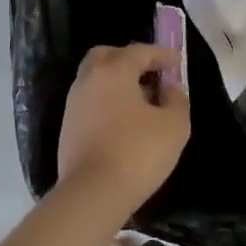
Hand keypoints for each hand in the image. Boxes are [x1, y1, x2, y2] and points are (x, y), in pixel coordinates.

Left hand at [56, 43, 189, 217]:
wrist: (93, 194)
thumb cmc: (138, 152)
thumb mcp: (174, 125)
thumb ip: (177, 99)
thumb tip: (169, 88)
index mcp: (113, 71)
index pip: (139, 51)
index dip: (161, 54)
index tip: (177, 60)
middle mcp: (88, 80)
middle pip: (106, 56)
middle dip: (129, 59)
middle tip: (150, 72)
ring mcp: (74, 105)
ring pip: (95, 80)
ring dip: (117, 82)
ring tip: (142, 100)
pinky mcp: (68, 128)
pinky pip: (91, 102)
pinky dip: (107, 101)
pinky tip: (125, 121)